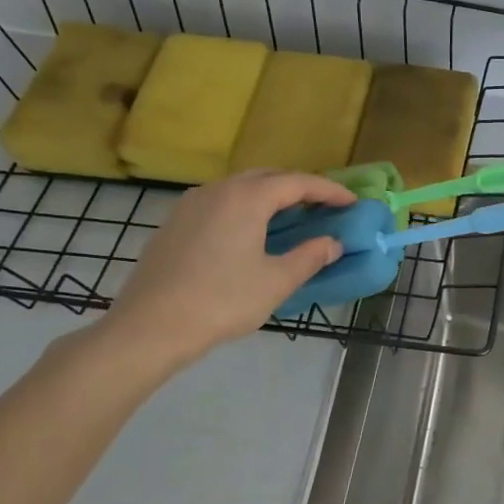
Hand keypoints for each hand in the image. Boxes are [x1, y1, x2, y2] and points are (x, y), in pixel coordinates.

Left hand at [95, 170, 354, 374]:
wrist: (150, 326)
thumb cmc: (222, 301)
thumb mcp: (276, 281)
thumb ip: (309, 257)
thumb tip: (333, 244)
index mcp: (246, 198)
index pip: (298, 183)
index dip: (329, 190)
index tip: (353, 201)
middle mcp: (218, 190)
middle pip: (267, 177)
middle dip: (299, 188)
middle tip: (324, 207)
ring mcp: (191, 205)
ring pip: (240, 188)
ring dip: (271, 197)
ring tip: (292, 218)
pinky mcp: (175, 223)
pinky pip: (220, 203)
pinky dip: (246, 209)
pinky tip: (252, 234)